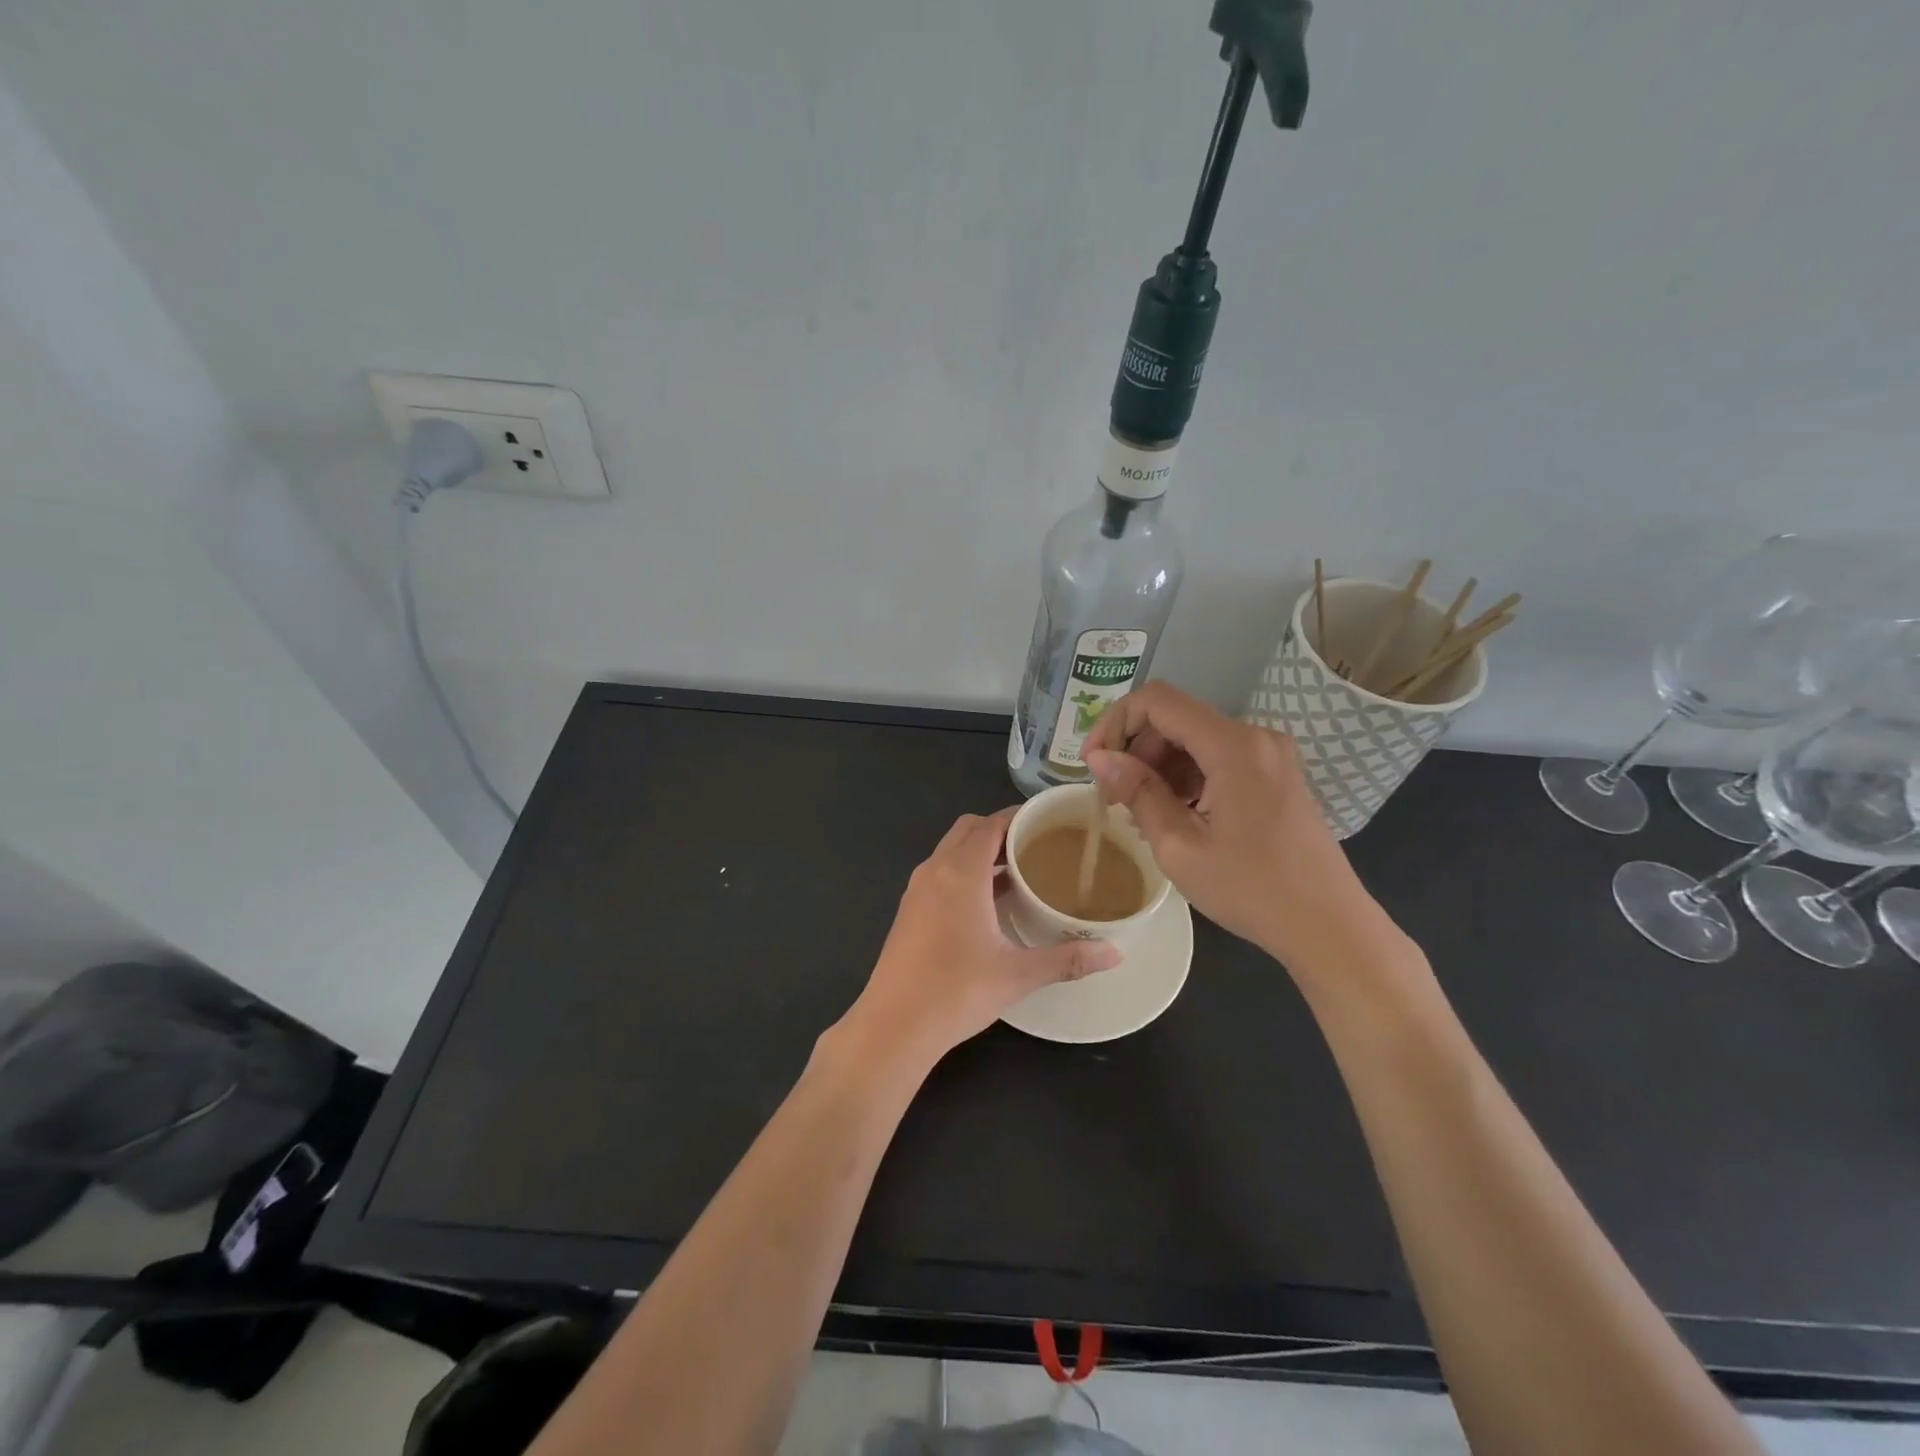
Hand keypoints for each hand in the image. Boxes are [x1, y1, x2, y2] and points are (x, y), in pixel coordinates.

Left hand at [840, 809, 1120, 1064]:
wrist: (894, 1025)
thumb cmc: (956, 991)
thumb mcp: (1018, 974)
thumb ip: (1067, 960)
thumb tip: (1115, 954)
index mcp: (961, 874)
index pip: (990, 825)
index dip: (1017, 816)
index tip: (1048, 820)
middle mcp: (935, 870)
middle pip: (968, 829)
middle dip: (999, 829)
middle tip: (1035, 845)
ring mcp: (917, 890)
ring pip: (950, 850)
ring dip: (980, 851)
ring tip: (1018, 870)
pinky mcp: (909, 910)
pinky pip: (940, 872)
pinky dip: (963, 870)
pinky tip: (987, 902)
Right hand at [1082, 682, 1396, 981]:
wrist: (1328, 926)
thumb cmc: (1251, 889)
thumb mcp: (1180, 846)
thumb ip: (1137, 792)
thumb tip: (1099, 758)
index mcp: (1232, 745)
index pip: (1157, 701)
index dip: (1115, 721)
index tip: (1094, 764)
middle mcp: (1253, 736)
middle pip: (1175, 719)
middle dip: (1135, 750)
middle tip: (1113, 799)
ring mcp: (1269, 754)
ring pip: (1194, 739)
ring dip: (1158, 767)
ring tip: (1139, 815)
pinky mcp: (1275, 774)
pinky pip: (1217, 758)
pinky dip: (1186, 777)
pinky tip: (1173, 816)